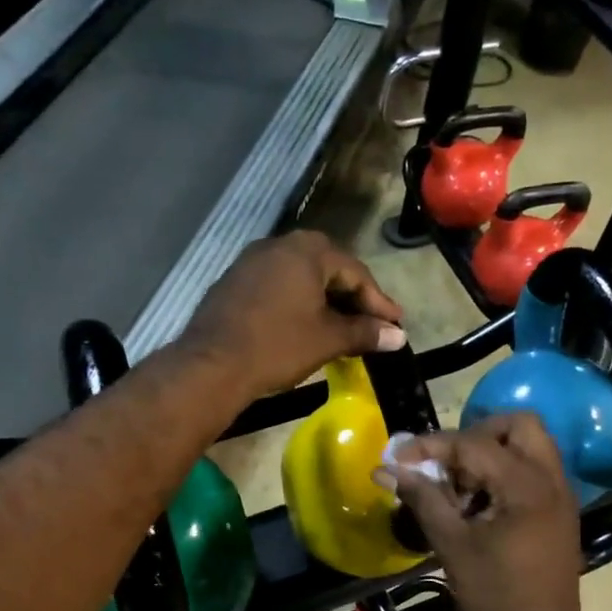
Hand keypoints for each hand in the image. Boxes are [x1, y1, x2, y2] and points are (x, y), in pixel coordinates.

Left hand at [179, 232, 405, 400]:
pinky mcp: (234, 282)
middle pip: (328, 268)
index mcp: (307, 251)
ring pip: (301, 277)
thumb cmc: (278, 346)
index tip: (395, 325)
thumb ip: (365, 333)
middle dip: (352, 297)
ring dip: (324, 300)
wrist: (212, 365)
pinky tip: (304, 325)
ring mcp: (251, 261)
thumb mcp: (327, 339)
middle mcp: (278, 245)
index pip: (355, 272)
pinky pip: (277, 286)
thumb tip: (398, 336)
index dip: (378, 302)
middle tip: (371, 322)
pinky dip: (297, 302)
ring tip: (341, 326)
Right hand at [382, 414, 592, 610]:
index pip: (473, 443)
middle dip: (474, 434)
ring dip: (489, 453)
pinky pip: (532, 472)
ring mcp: (560, 497)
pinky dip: (503, 473)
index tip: (396, 455)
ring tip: (456, 487)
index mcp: (526, 485)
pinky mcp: (558, 514)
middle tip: (443, 462)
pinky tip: (475, 505)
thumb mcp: (452, 545)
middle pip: (517, 426)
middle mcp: (551, 480)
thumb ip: (422, 498)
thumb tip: (385, 469)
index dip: (430, 445)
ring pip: (528, 447)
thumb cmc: (495, 598)